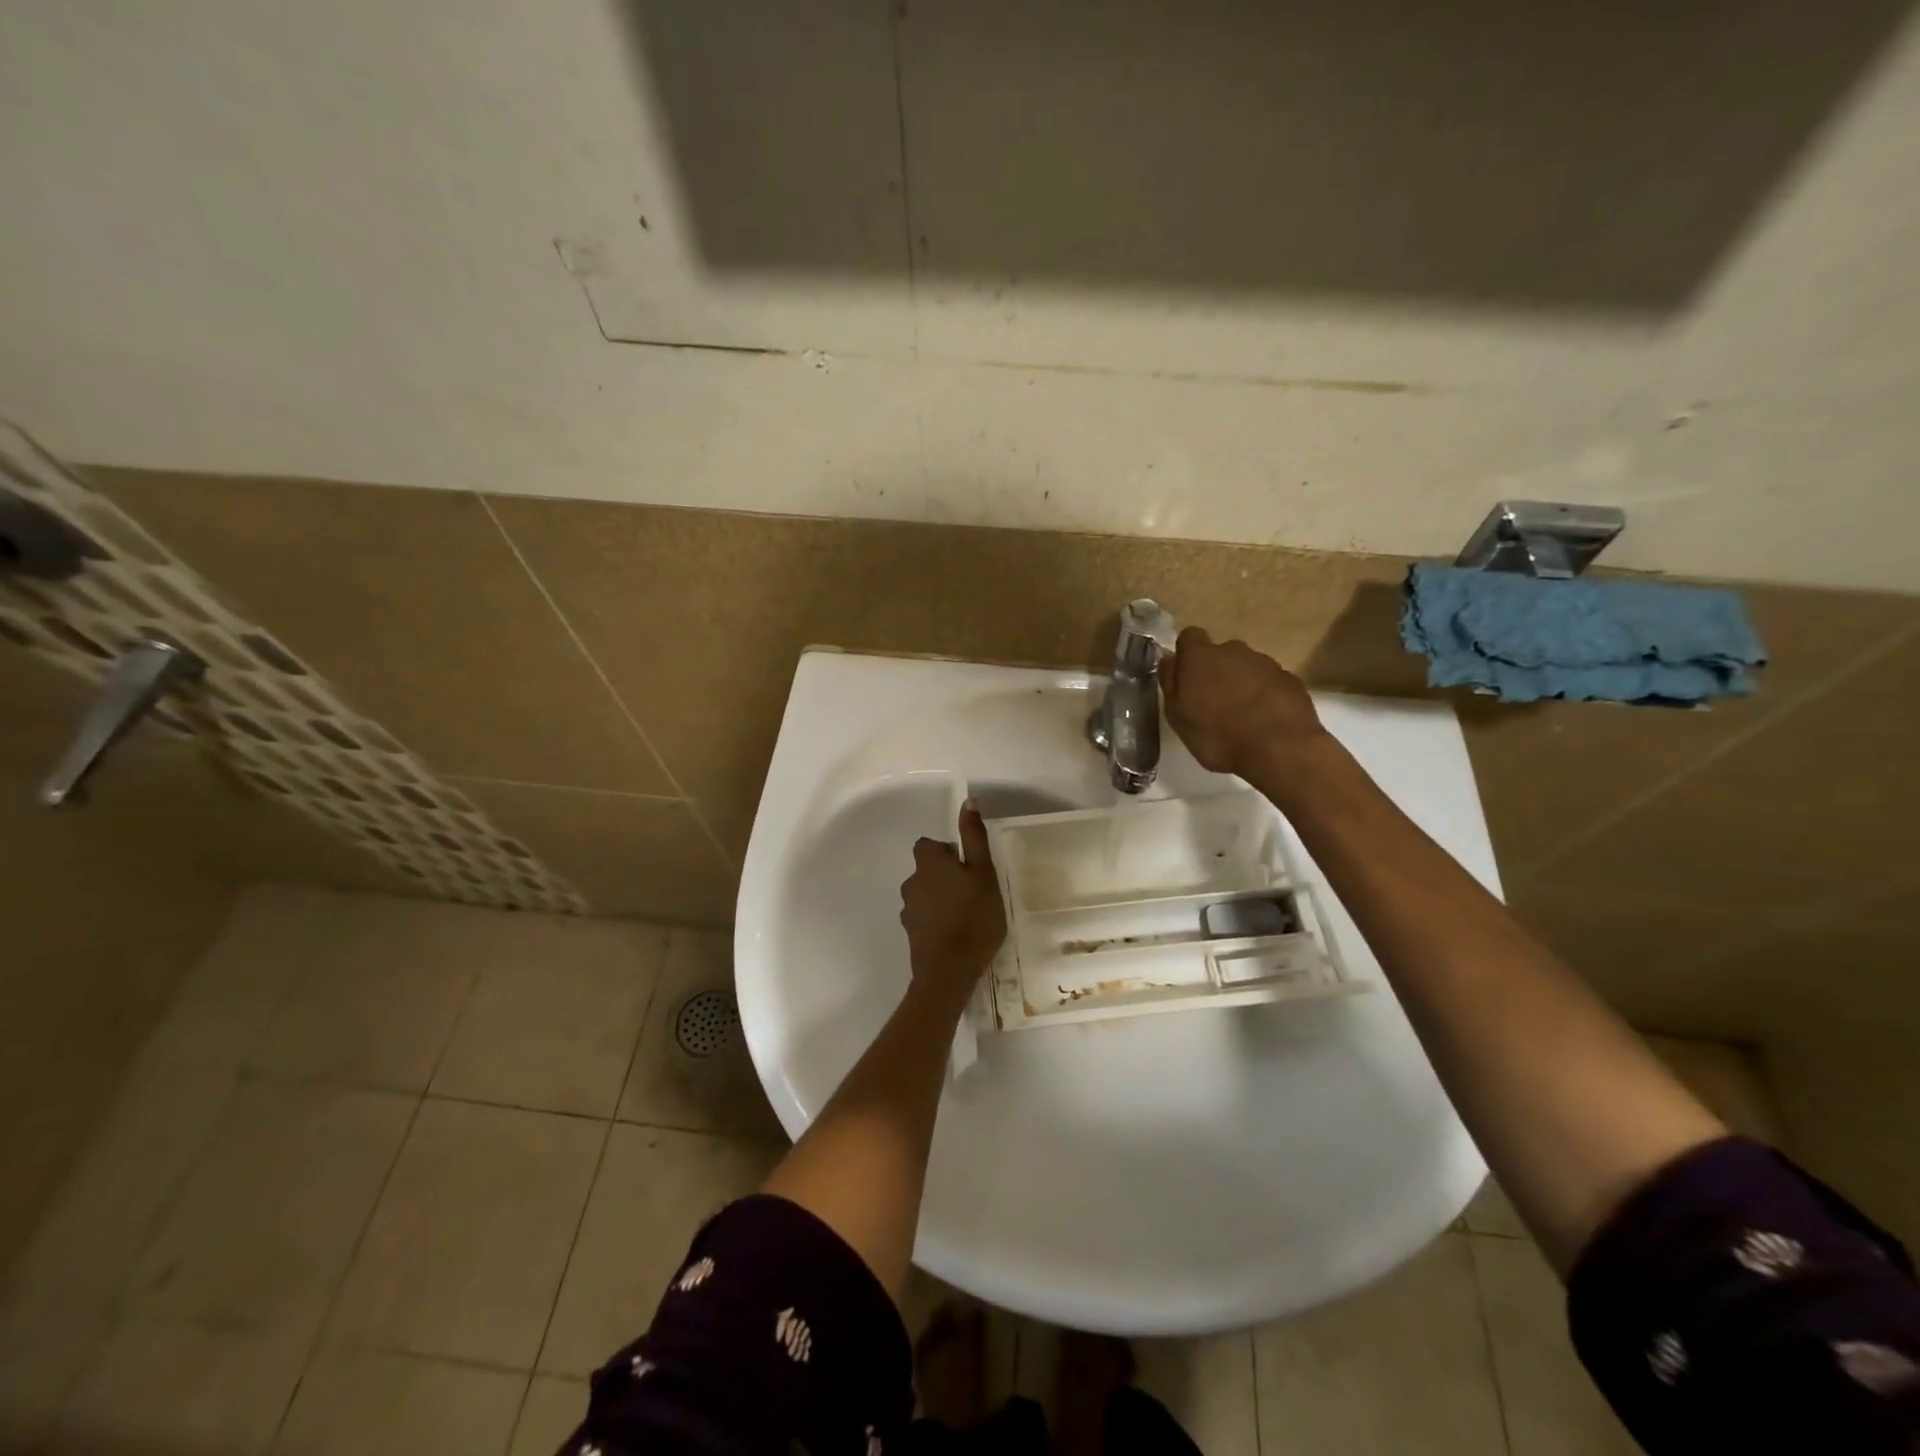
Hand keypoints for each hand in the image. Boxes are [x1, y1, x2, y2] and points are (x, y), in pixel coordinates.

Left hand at [900, 801, 1006, 999]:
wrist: (949, 972)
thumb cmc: (973, 917)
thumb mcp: (983, 873)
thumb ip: (974, 837)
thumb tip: (968, 801)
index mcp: (928, 864)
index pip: (928, 845)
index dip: (947, 851)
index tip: (968, 866)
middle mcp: (911, 882)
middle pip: (927, 870)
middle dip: (946, 876)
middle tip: (974, 891)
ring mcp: (908, 911)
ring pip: (926, 894)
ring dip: (941, 899)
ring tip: (967, 915)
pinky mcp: (911, 934)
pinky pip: (925, 918)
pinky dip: (937, 921)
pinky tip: (956, 935)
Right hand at [1160, 627, 1327, 780]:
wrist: (1280, 750)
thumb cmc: (1218, 736)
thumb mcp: (1178, 716)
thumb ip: (1171, 683)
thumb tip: (1170, 659)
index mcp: (1201, 657)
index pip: (1189, 636)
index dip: (1186, 654)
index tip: (1186, 677)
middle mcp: (1234, 651)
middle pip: (1220, 653)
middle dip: (1215, 671)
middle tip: (1212, 703)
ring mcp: (1266, 663)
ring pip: (1246, 667)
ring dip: (1241, 684)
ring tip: (1240, 716)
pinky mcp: (1291, 679)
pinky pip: (1270, 682)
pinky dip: (1264, 695)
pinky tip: (1264, 721)